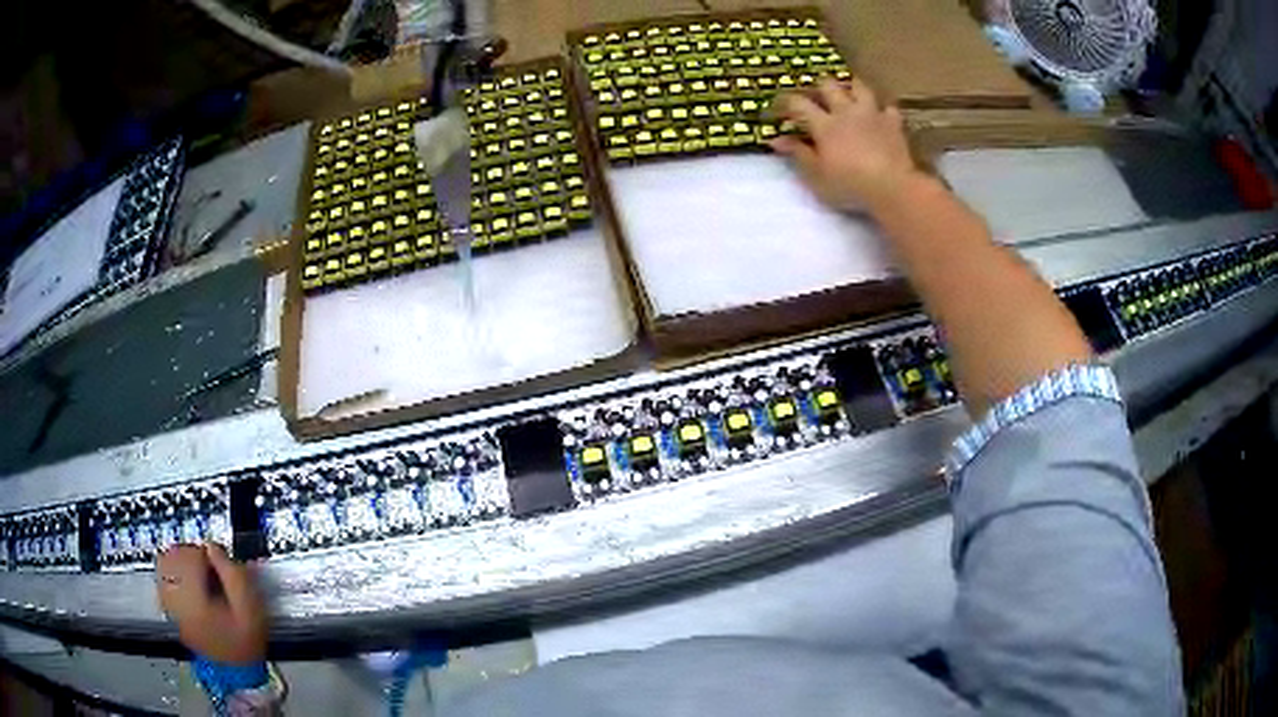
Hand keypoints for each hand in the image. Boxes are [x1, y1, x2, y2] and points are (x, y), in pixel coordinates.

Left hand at [156, 543, 267, 663]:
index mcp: (194, 600)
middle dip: (190, 554)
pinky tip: (188, 582)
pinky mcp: (170, 611)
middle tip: (209, 566)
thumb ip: (233, 573)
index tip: (219, 563)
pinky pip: (162, 581)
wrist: (239, 670)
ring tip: (198, 572)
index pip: (189, 556)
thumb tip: (212, 547)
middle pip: (171, 557)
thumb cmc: (246, 638)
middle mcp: (176, 601)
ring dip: (180, 561)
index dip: (205, 553)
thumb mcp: (250, 606)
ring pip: (163, 566)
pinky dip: (172, 573)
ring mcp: (170, 607)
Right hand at [770, 78, 920, 214]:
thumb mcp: (816, 175)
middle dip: (819, 87)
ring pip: (860, 88)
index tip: (780, 108)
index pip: (798, 104)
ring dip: (851, 87)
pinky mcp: (893, 124)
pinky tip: (880, 115)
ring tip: (848, 93)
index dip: (786, 102)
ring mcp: (872, 115)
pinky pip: (888, 108)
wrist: (892, 187)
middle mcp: (846, 112)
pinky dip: (883, 110)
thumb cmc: (849, 185)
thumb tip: (776, 139)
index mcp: (824, 124)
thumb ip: (797, 154)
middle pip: (829, 86)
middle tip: (816, 95)